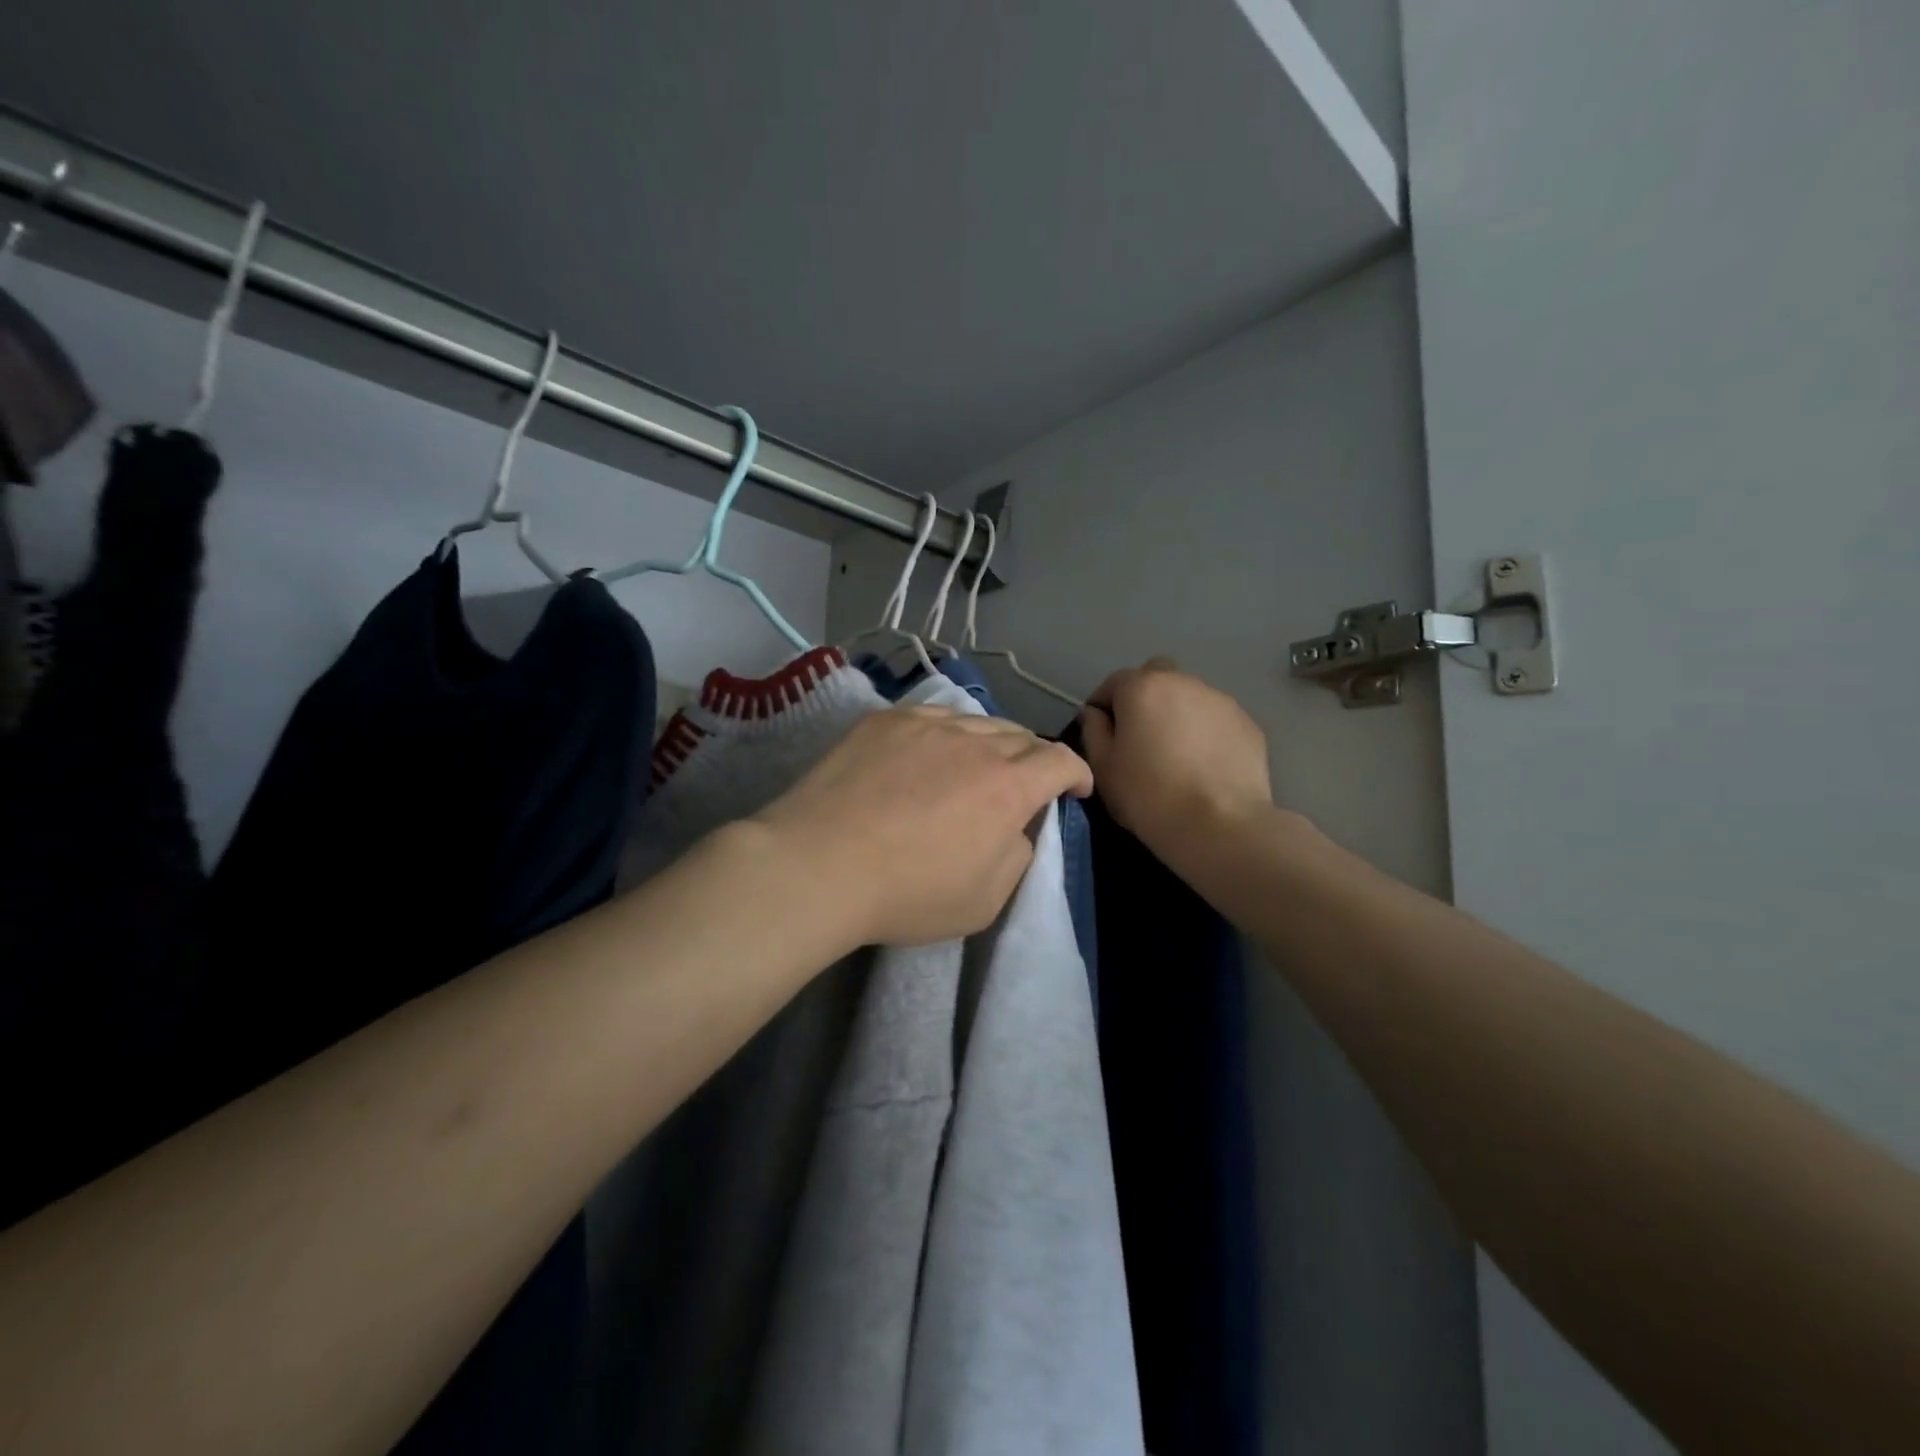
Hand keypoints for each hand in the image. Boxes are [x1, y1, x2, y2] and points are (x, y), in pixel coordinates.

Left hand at [753, 706, 1091, 948]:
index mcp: (1008, 787)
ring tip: (979, 763)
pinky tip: (933, 751)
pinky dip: (948, 733)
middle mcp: (975, 744)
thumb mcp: (984, 901)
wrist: (818, 864)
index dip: (1076, 772)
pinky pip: (933, 717)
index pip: (1060, 761)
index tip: (1075, 788)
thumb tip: (1015, 830)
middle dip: (1035, 759)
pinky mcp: (885, 721)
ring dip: (992, 742)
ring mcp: (927, 726)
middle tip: (1025, 782)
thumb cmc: (906, 894)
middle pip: (1021, 737)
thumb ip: (1016, 858)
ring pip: (977, 722)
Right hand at [1078, 658, 1274, 861]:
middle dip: (1145, 698)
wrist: (1220, 825)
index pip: (1114, 682)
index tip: (1103, 733)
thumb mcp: (1103, 768)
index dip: (1104, 705)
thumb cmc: (1148, 796)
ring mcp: (1221, 701)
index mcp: (1142, 688)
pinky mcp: (1248, 724)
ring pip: (1190, 697)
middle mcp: (1183, 682)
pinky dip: (1206, 733)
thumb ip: (1093, 731)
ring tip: (1177, 754)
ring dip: (1178, 714)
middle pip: (1157, 678)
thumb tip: (1096, 714)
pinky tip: (1205, 766)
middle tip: (1142, 737)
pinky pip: (1216, 720)